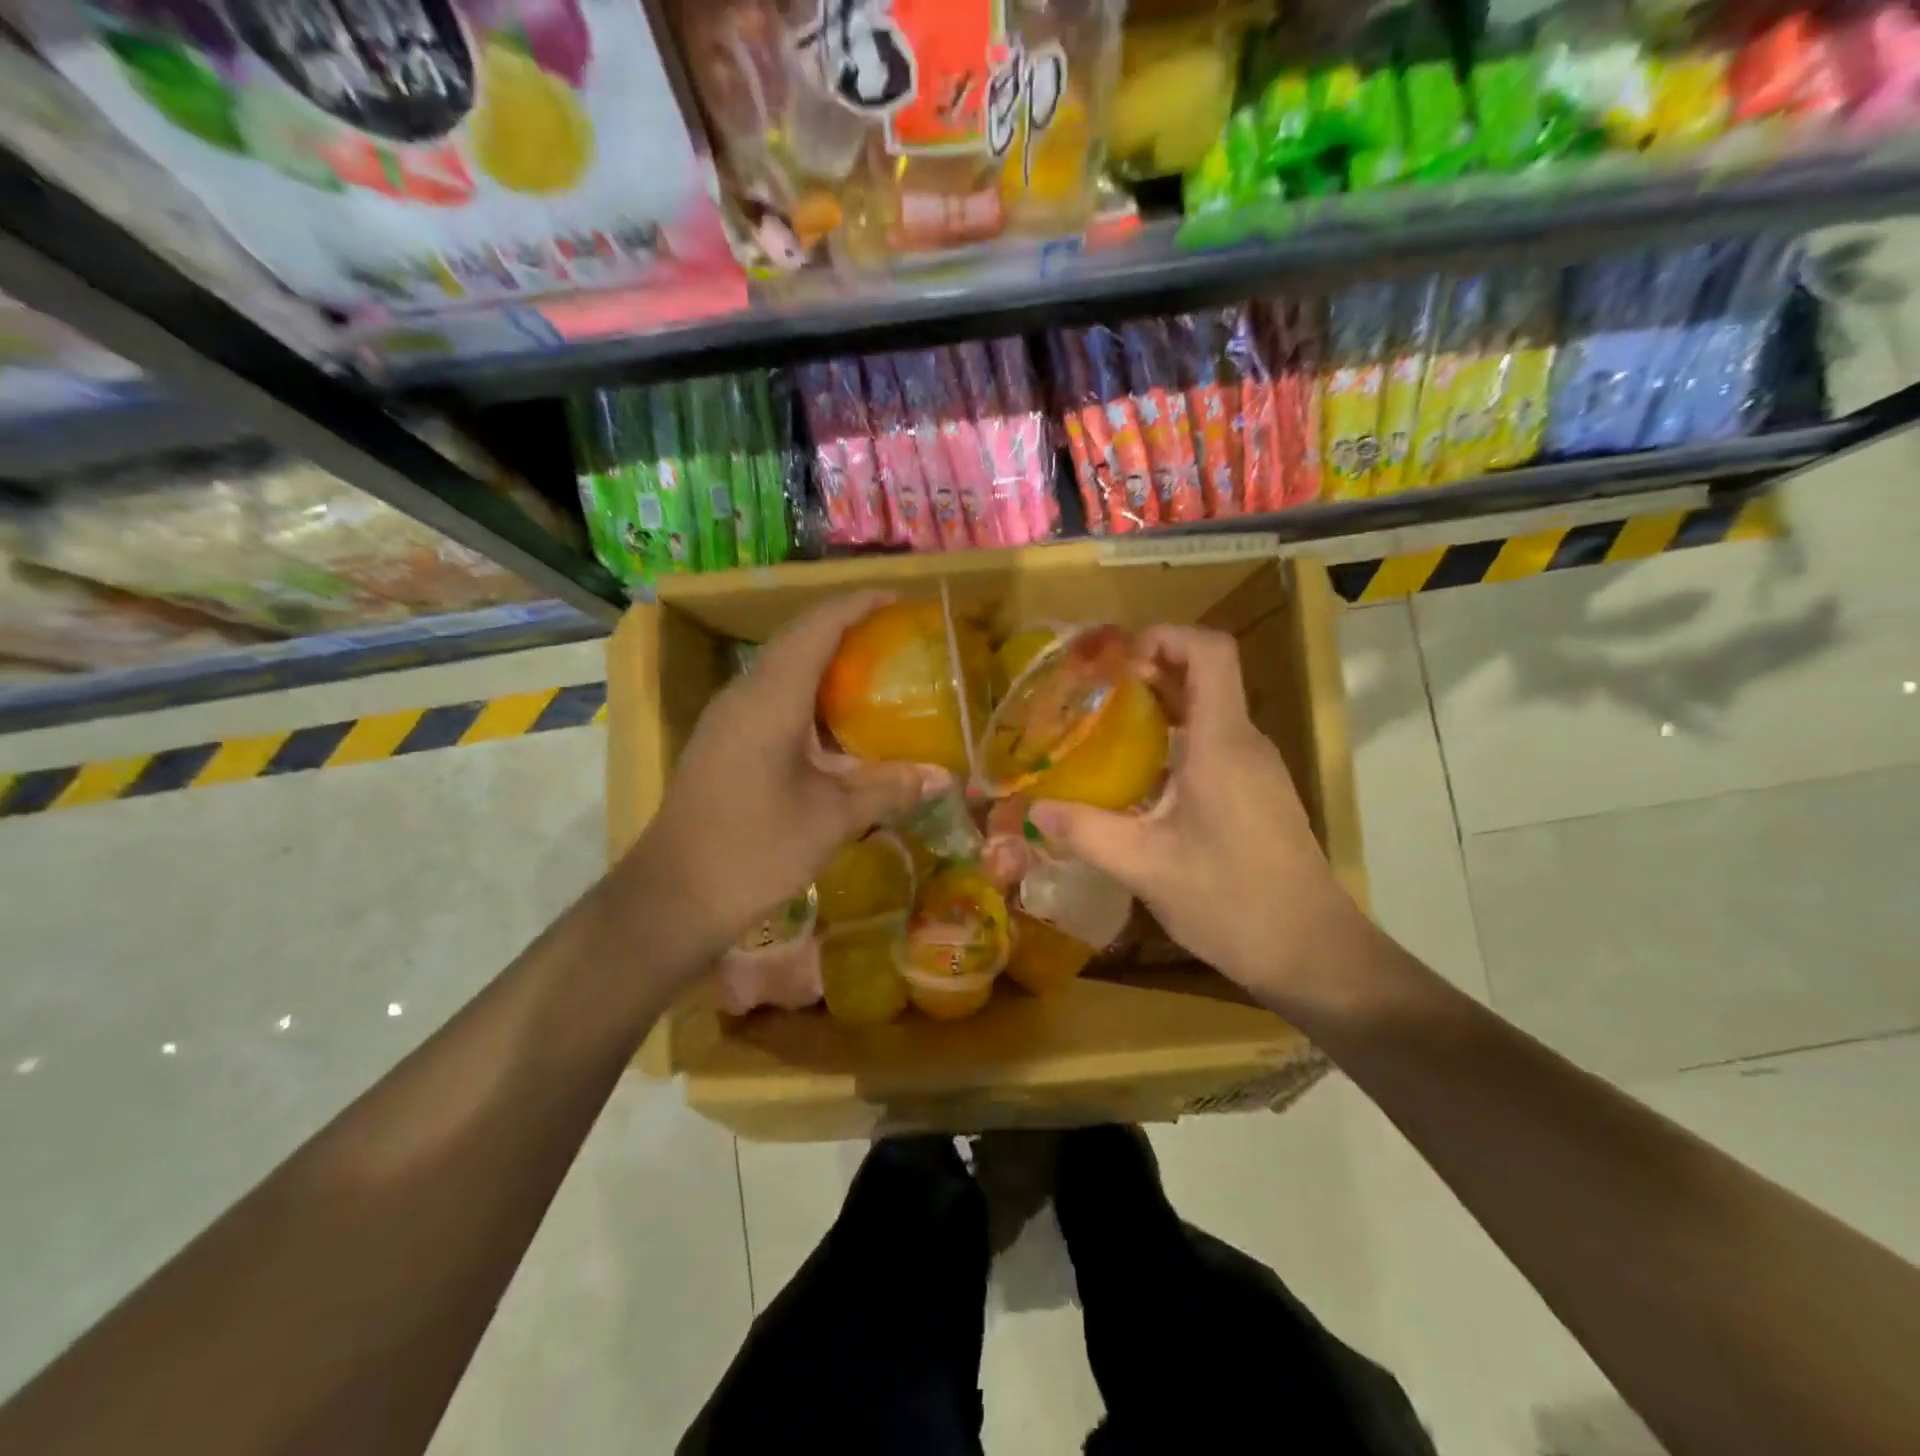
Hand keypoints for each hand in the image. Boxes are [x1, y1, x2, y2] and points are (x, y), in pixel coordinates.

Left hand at [621, 591, 944, 976]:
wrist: (672, 897)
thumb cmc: (754, 850)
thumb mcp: (831, 819)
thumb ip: (888, 788)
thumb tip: (944, 775)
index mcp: (770, 699)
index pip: (816, 627)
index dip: (858, 605)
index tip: (899, 599)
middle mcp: (744, 695)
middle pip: (797, 640)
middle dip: (846, 627)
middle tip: (896, 636)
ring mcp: (728, 718)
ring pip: (782, 668)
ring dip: (826, 660)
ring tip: (875, 670)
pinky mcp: (724, 742)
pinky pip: (772, 697)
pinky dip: (810, 694)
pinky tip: (838, 724)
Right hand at [1028, 626, 1360, 1008]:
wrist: (1313, 953)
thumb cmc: (1233, 901)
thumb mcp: (1146, 868)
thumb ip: (1087, 832)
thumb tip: (1033, 810)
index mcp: (1223, 744)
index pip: (1210, 651)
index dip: (1165, 635)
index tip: (1116, 658)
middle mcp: (1244, 744)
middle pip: (1203, 677)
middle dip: (1146, 672)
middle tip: (1090, 693)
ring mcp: (1254, 770)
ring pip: (1206, 714)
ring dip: (1157, 710)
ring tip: (1100, 730)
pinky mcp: (1254, 794)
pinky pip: (1212, 747)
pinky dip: (1172, 744)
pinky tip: (1134, 780)